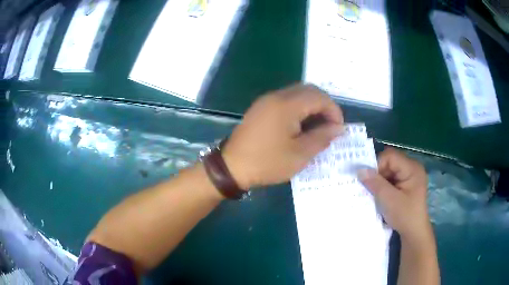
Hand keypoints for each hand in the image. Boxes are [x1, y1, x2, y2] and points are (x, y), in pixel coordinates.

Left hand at [223, 84, 343, 189]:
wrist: (231, 167)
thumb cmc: (267, 162)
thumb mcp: (300, 154)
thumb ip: (322, 137)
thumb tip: (338, 128)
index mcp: (287, 105)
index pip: (319, 97)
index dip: (334, 110)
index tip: (338, 129)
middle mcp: (276, 96)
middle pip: (308, 90)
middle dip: (324, 105)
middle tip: (329, 126)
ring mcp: (266, 100)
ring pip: (297, 94)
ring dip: (311, 106)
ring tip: (317, 127)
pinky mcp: (261, 108)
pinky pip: (286, 100)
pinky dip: (299, 108)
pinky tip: (300, 126)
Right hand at [358, 148, 430, 239]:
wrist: (414, 232)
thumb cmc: (404, 216)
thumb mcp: (389, 200)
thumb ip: (375, 183)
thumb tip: (360, 170)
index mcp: (412, 168)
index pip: (390, 156)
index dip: (377, 166)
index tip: (368, 181)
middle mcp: (412, 168)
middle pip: (390, 162)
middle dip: (378, 174)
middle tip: (371, 188)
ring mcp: (410, 176)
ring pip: (389, 171)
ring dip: (380, 181)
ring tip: (375, 193)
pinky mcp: (407, 184)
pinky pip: (392, 178)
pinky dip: (384, 185)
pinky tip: (381, 195)